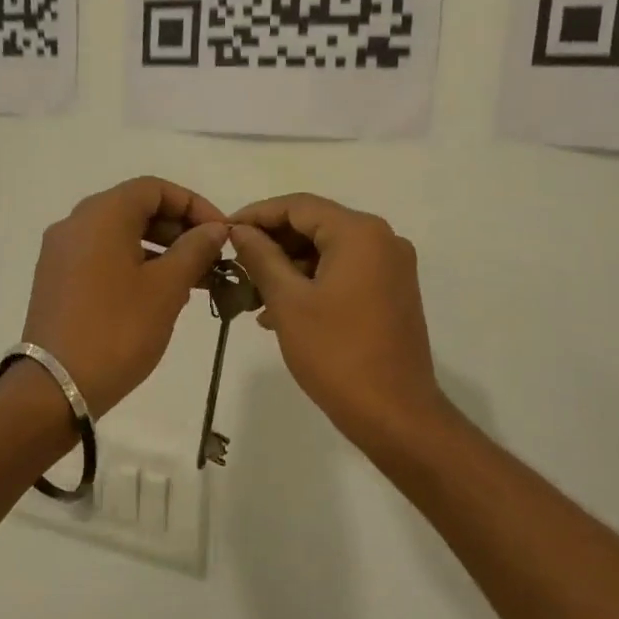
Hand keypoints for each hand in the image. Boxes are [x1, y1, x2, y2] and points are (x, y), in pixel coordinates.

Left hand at [21, 177, 227, 417]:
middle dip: (178, 229)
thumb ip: (194, 250)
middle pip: (135, 209)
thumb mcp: (166, 288)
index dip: (194, 205)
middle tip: (212, 258)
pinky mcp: (56, 281)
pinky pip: (102, 257)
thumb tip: (214, 229)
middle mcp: (75, 224)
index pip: (154, 189)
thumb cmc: (118, 330)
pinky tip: (160, 294)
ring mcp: (61, 253)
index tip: (221, 233)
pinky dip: (134, 264)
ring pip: (119, 235)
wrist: (57, 387)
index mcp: (101, 215)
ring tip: (194, 280)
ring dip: (160, 249)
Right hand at [228, 195, 450, 452]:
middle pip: (316, 226)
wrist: (394, 413)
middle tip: (235, 266)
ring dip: (289, 268)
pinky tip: (281, 312)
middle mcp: (383, 240)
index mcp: (360, 233)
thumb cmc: (336, 353)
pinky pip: (345, 274)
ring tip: (252, 296)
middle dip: (273, 245)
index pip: (299, 206)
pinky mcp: (393, 293)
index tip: (224, 233)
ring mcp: (392, 268)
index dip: (257, 215)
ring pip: (329, 252)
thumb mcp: (288, 301)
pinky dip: (313, 284)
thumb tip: (240, 230)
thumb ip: (261, 257)